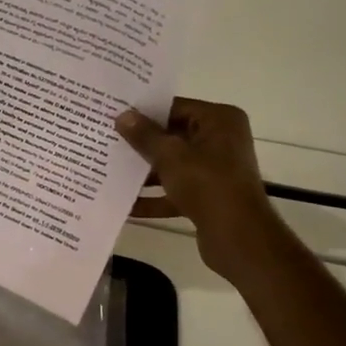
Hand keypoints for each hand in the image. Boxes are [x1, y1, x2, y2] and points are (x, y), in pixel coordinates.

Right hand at [116, 98, 285, 283]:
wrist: (238, 237)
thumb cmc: (207, 184)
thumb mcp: (170, 156)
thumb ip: (145, 135)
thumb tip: (123, 116)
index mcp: (219, 121)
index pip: (175, 107)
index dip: (144, 113)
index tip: (114, 116)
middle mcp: (220, 141)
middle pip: (172, 137)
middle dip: (141, 144)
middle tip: (106, 141)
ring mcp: (215, 171)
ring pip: (172, 166)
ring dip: (144, 172)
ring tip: (109, 171)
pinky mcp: (208, 197)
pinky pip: (175, 191)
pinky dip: (154, 198)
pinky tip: (125, 204)